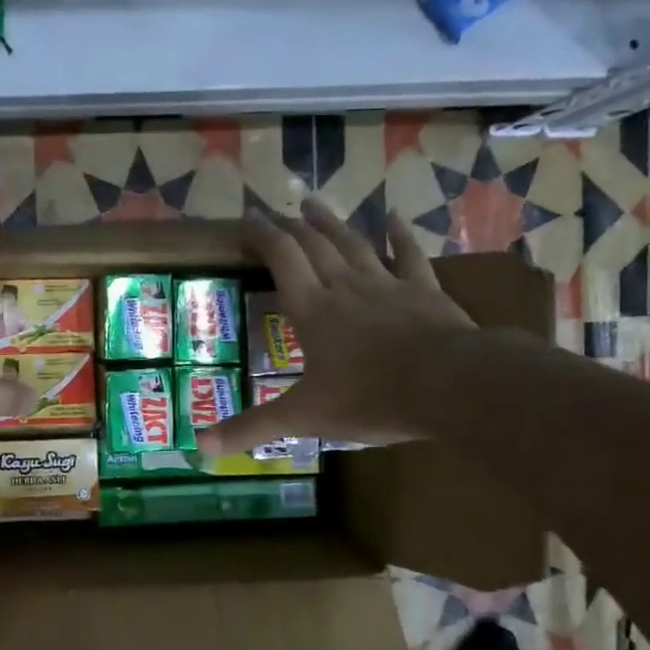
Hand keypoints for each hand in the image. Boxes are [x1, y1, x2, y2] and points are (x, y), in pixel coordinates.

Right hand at [198, 199, 475, 453]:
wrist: (448, 385)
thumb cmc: (369, 397)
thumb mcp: (304, 417)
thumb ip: (252, 427)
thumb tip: (200, 446)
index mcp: (313, 309)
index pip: (281, 259)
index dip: (262, 236)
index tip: (246, 219)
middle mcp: (345, 286)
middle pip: (313, 245)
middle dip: (290, 226)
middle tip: (274, 211)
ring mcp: (387, 285)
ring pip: (354, 244)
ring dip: (331, 223)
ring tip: (313, 203)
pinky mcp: (424, 291)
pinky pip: (409, 256)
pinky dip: (400, 235)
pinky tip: (394, 216)